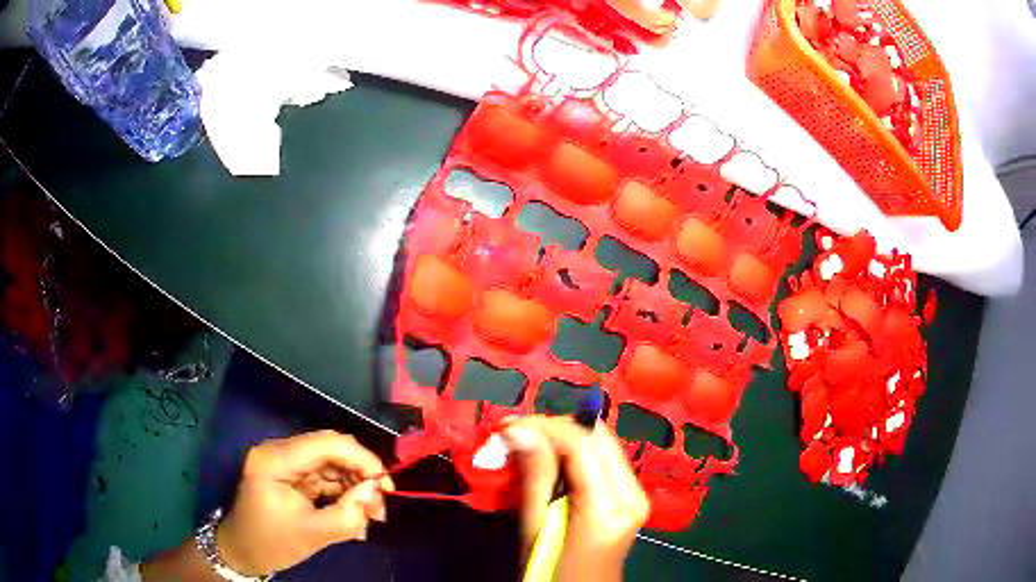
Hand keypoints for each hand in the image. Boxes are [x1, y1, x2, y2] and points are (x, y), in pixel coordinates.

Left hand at [216, 430, 394, 575]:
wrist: (241, 553)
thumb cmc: (270, 543)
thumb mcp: (312, 534)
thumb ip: (347, 514)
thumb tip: (374, 493)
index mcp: (276, 459)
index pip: (327, 444)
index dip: (363, 460)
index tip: (387, 487)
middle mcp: (280, 452)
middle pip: (331, 451)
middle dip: (361, 477)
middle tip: (380, 507)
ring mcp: (285, 463)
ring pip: (331, 465)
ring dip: (354, 488)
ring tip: (370, 517)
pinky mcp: (291, 476)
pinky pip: (324, 478)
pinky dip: (342, 495)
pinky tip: (354, 516)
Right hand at [503, 416, 648, 580]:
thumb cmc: (553, 572)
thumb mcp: (536, 529)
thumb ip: (535, 477)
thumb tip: (520, 431)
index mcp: (610, 505)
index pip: (582, 443)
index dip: (544, 427)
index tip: (507, 428)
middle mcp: (632, 492)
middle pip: (597, 435)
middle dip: (553, 427)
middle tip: (514, 433)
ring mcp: (636, 492)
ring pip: (601, 442)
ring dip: (562, 436)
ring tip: (525, 444)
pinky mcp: (631, 494)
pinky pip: (602, 458)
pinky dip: (573, 451)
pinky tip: (548, 459)